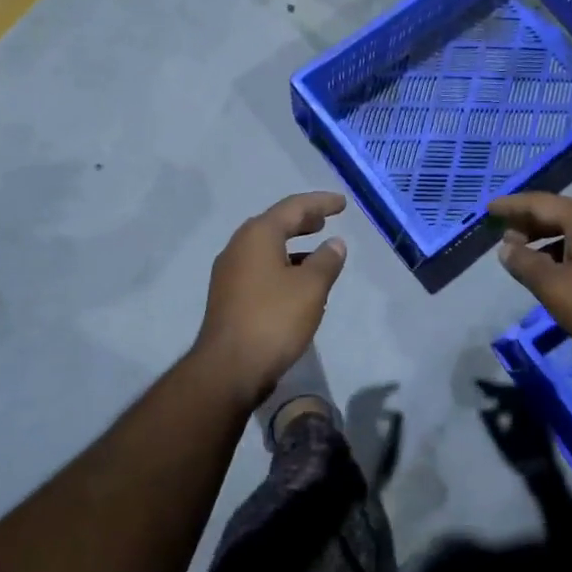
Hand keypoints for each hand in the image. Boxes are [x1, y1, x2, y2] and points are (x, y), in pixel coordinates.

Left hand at [192, 191, 347, 403]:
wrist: (229, 368)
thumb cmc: (274, 319)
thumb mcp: (311, 288)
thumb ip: (326, 261)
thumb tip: (334, 243)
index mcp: (257, 236)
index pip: (293, 207)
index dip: (320, 203)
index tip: (342, 204)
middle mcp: (239, 247)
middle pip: (275, 224)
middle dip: (302, 220)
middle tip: (325, 220)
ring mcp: (229, 273)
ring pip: (266, 248)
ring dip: (292, 245)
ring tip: (317, 252)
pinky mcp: (229, 296)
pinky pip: (260, 269)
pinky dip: (282, 266)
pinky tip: (298, 284)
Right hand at [490, 192, 571, 359]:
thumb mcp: (551, 286)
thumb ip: (524, 262)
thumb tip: (506, 249)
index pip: (541, 203)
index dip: (512, 206)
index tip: (489, 209)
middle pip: (559, 213)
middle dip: (529, 222)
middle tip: (504, 234)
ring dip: (546, 237)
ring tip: (523, 252)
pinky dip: (564, 248)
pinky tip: (551, 266)